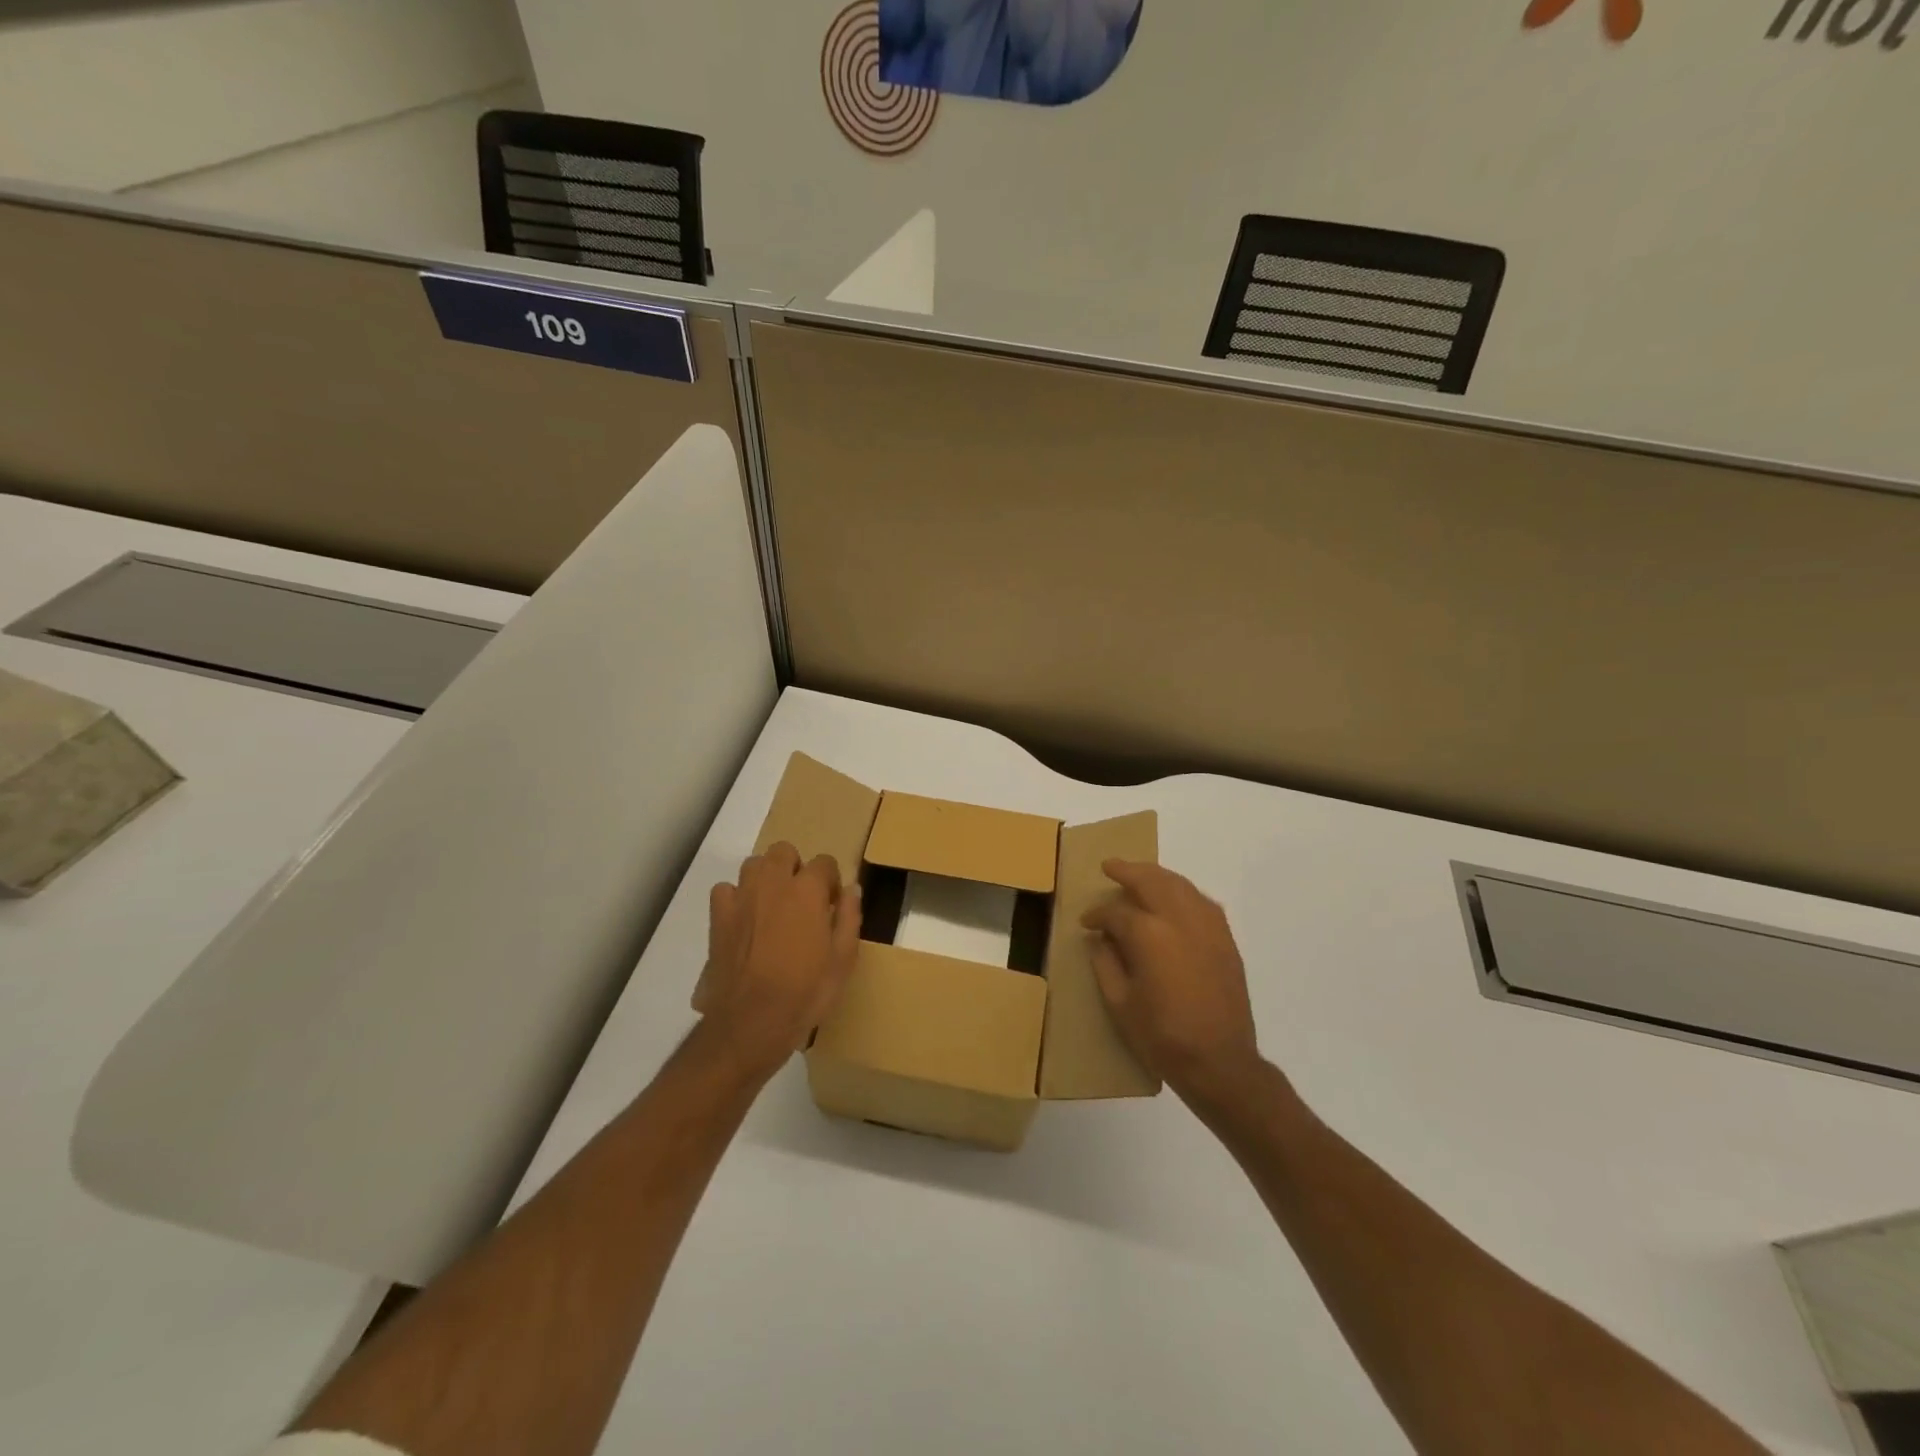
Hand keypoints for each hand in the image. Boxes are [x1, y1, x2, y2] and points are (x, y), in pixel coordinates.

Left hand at [696, 842, 861, 1079]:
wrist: (751, 1020)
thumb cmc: (806, 991)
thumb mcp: (843, 958)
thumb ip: (849, 917)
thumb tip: (852, 889)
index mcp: (807, 890)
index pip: (824, 862)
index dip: (831, 881)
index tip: (831, 905)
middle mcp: (773, 883)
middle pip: (784, 851)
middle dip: (795, 868)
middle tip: (802, 900)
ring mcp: (742, 897)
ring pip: (754, 864)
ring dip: (765, 877)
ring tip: (772, 906)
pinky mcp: (718, 916)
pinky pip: (726, 890)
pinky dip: (736, 898)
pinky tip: (744, 919)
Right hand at [1081, 860, 1263, 1102]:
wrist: (1220, 1062)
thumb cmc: (1161, 1036)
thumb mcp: (1119, 1003)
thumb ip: (1105, 963)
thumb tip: (1099, 939)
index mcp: (1149, 934)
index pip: (1116, 912)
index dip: (1098, 914)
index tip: (1087, 922)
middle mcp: (1179, 919)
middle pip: (1151, 880)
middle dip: (1127, 871)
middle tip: (1109, 867)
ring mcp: (1207, 926)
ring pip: (1179, 884)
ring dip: (1156, 875)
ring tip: (1139, 874)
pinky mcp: (1225, 939)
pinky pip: (1201, 901)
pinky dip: (1183, 891)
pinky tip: (1174, 897)